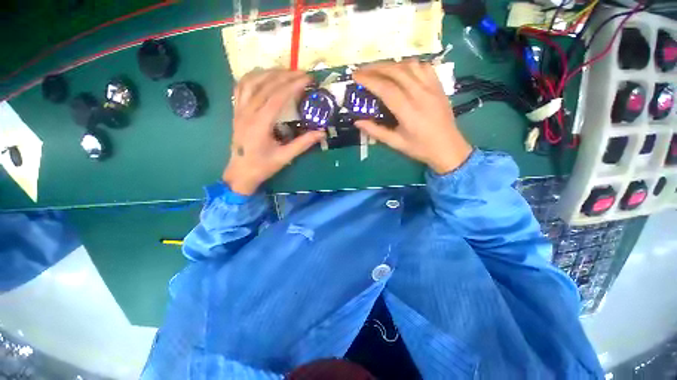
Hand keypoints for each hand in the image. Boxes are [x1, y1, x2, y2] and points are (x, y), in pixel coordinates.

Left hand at [223, 69, 324, 194]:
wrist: (240, 173)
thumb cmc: (263, 166)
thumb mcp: (285, 157)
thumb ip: (303, 143)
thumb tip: (322, 133)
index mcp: (260, 124)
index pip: (277, 97)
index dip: (293, 86)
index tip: (307, 79)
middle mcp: (247, 112)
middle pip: (265, 85)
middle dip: (285, 76)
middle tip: (302, 73)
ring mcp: (239, 110)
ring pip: (251, 82)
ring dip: (269, 73)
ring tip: (285, 71)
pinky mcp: (236, 111)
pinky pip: (241, 87)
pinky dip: (252, 78)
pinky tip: (263, 76)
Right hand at [353, 60, 471, 173]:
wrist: (448, 148)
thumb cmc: (420, 148)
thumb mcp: (395, 143)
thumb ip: (376, 131)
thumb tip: (357, 121)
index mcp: (408, 111)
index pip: (386, 88)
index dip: (369, 80)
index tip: (355, 76)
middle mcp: (421, 94)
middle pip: (396, 71)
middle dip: (376, 67)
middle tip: (363, 70)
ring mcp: (432, 87)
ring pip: (410, 65)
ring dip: (392, 64)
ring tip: (379, 70)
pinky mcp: (439, 86)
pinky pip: (424, 66)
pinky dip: (409, 64)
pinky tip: (401, 70)